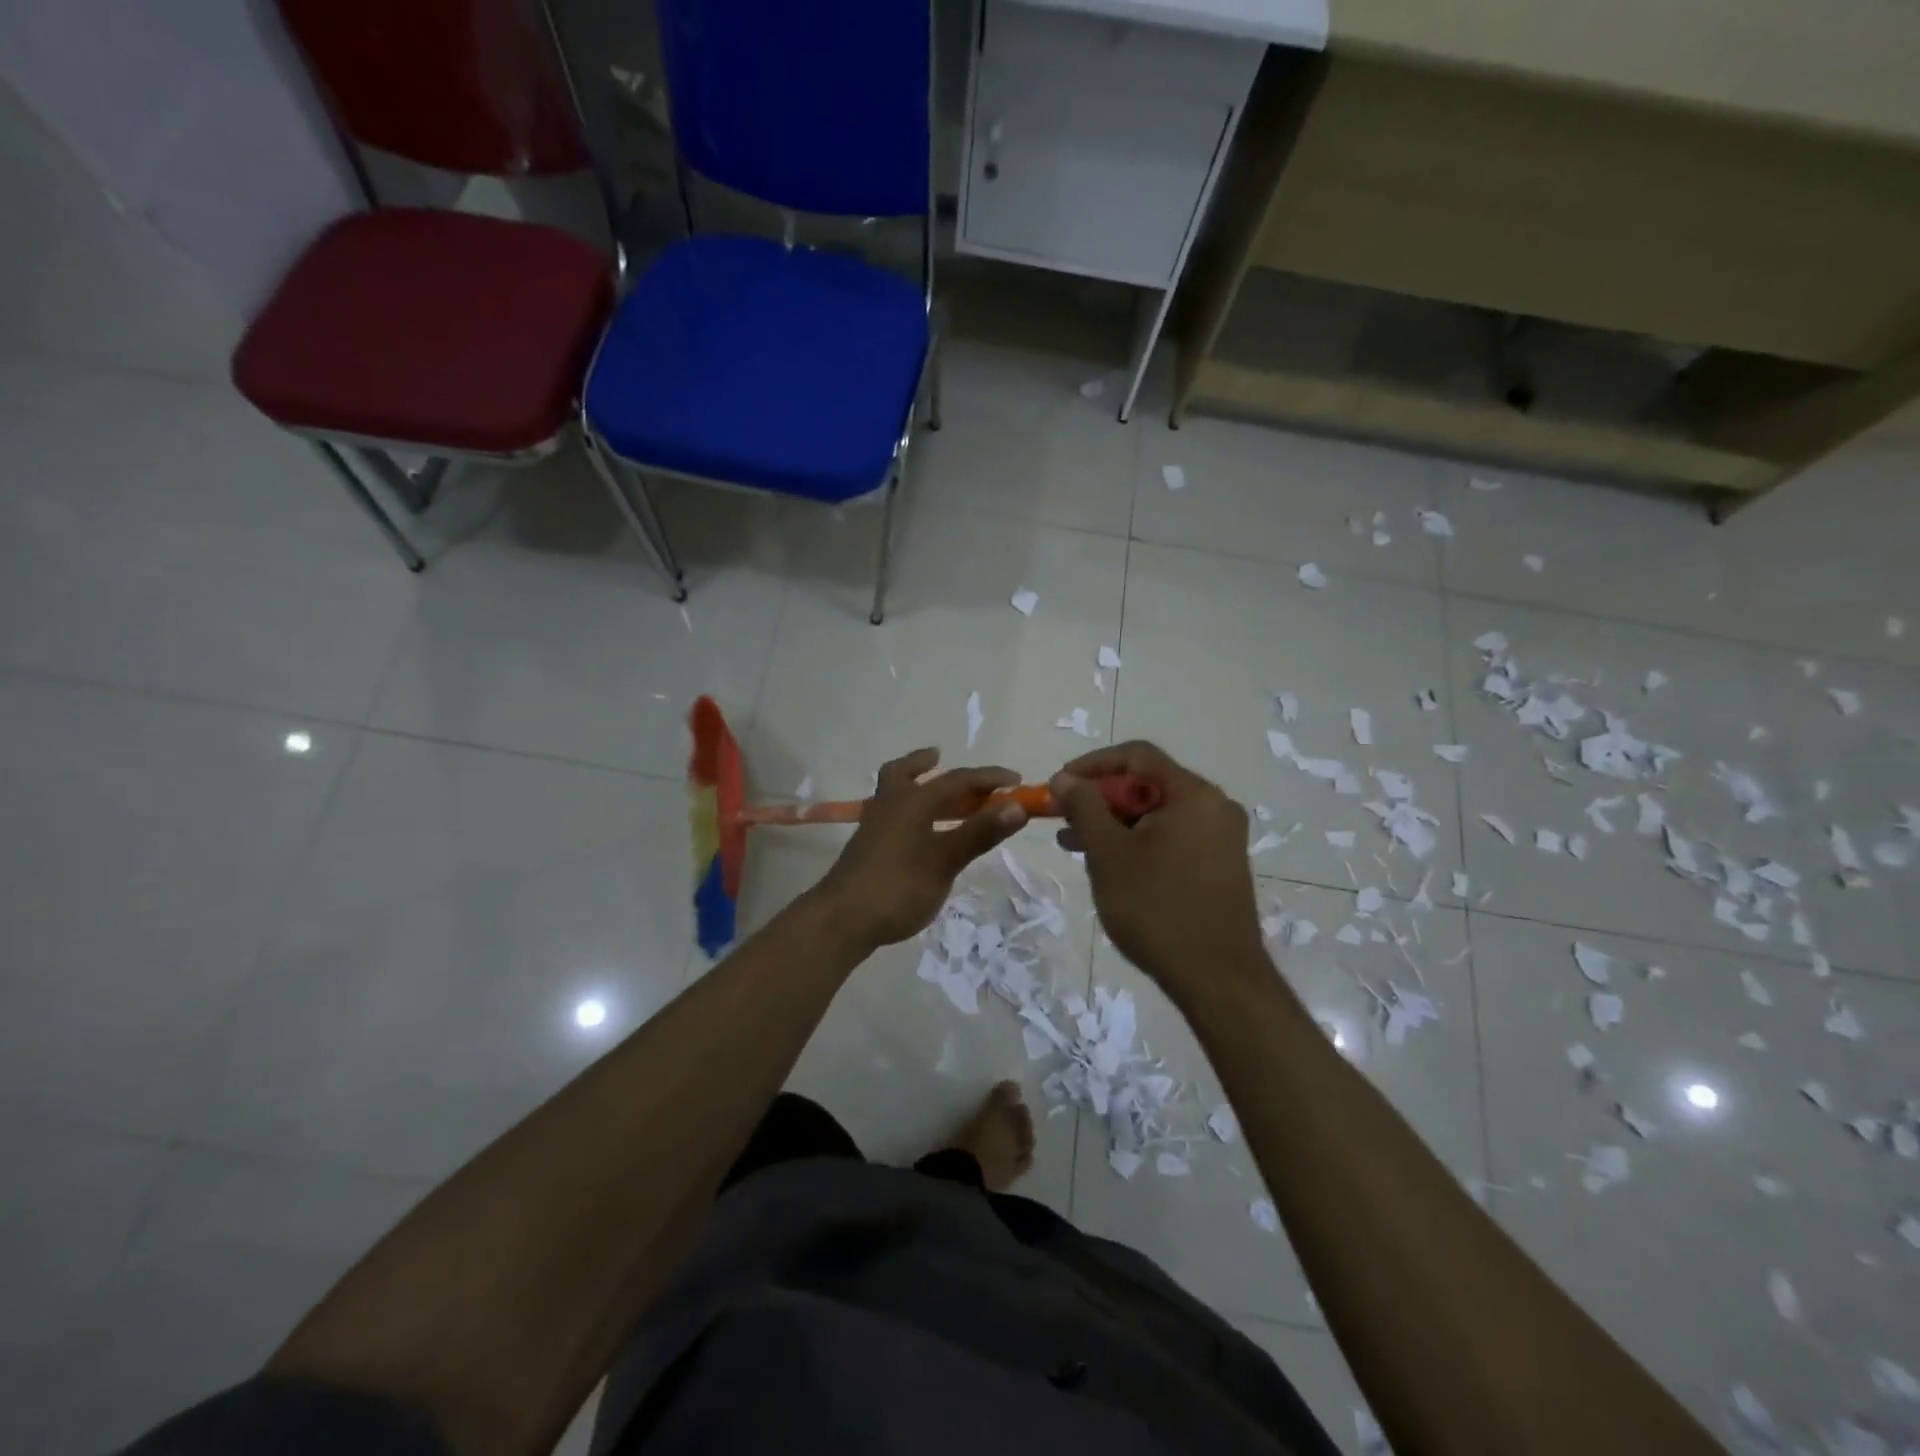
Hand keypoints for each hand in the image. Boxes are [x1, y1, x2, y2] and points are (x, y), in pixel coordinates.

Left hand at [809, 748, 1029, 951]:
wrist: (841, 920)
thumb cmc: (898, 887)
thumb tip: (1017, 806)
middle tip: (938, 757)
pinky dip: (907, 811)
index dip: (989, 778)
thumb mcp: (945, 861)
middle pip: (904, 773)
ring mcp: (874, 827)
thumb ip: (979, 833)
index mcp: (912, 801)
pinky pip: (890, 814)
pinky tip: (918, 832)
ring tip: (932, 792)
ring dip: (912, 784)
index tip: (1017, 782)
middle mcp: (890, 804)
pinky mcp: (867, 848)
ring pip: (892, 792)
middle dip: (924, 763)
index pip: (957, 779)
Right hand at [1052, 742, 1267, 1000]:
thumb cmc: (1157, 909)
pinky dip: (1138, 842)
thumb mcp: (1109, 854)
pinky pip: (1172, 837)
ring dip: (1115, 823)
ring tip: (1074, 845)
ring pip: (1157, 814)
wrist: (1218, 980)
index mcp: (1193, 794)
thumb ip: (1084, 807)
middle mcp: (1214, 807)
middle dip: (1100, 799)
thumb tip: (1064, 777)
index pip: (1137, 755)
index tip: (1060, 784)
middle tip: (1063, 819)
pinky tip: (1109, 864)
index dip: (1092, 764)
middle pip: (1148, 784)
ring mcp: (1221, 838)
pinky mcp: (1220, 865)